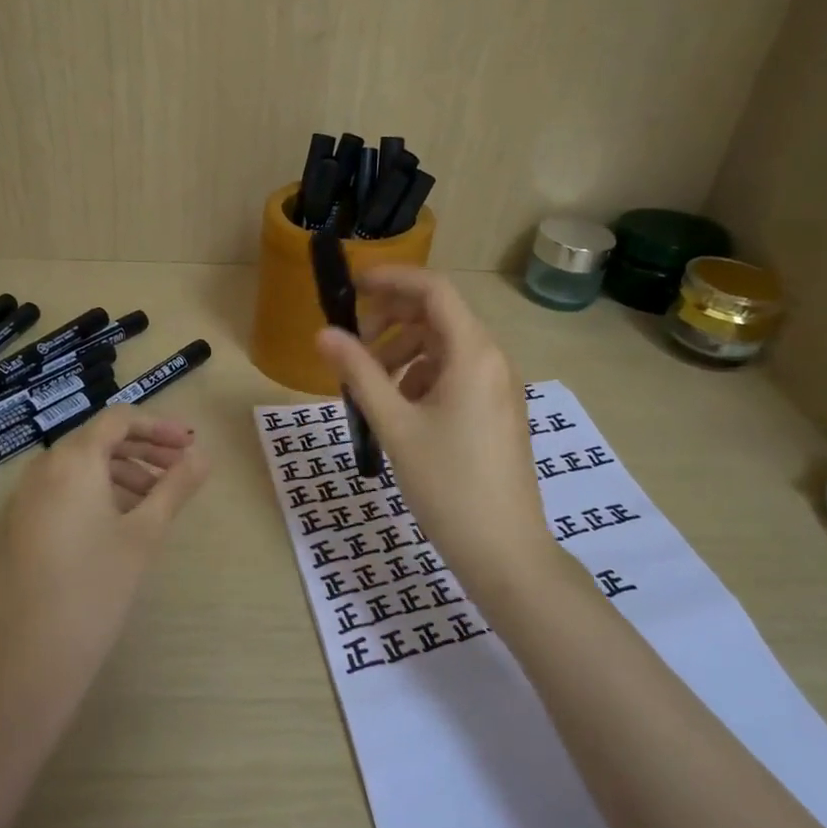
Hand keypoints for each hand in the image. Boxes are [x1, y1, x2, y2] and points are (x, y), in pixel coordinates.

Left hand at [0, 409, 209, 711]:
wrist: (27, 658)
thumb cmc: (96, 587)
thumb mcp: (144, 534)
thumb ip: (175, 488)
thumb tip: (204, 456)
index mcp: (73, 460)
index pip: (118, 420)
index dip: (158, 426)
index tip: (189, 445)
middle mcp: (43, 469)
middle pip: (98, 440)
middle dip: (143, 449)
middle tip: (180, 469)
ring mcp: (25, 499)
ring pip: (80, 467)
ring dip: (122, 472)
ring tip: (156, 500)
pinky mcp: (19, 527)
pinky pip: (63, 491)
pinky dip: (97, 492)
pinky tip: (120, 523)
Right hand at [316, 266, 560, 597]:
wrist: (503, 549)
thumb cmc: (447, 484)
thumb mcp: (395, 425)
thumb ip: (358, 373)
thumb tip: (323, 333)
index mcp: (473, 353)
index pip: (433, 290)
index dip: (391, 278)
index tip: (351, 286)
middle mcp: (492, 359)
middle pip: (438, 316)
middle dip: (392, 320)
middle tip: (352, 344)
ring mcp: (498, 386)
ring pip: (445, 347)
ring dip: (403, 352)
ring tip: (370, 385)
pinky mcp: (496, 410)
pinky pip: (456, 374)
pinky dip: (422, 377)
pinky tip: (400, 409)